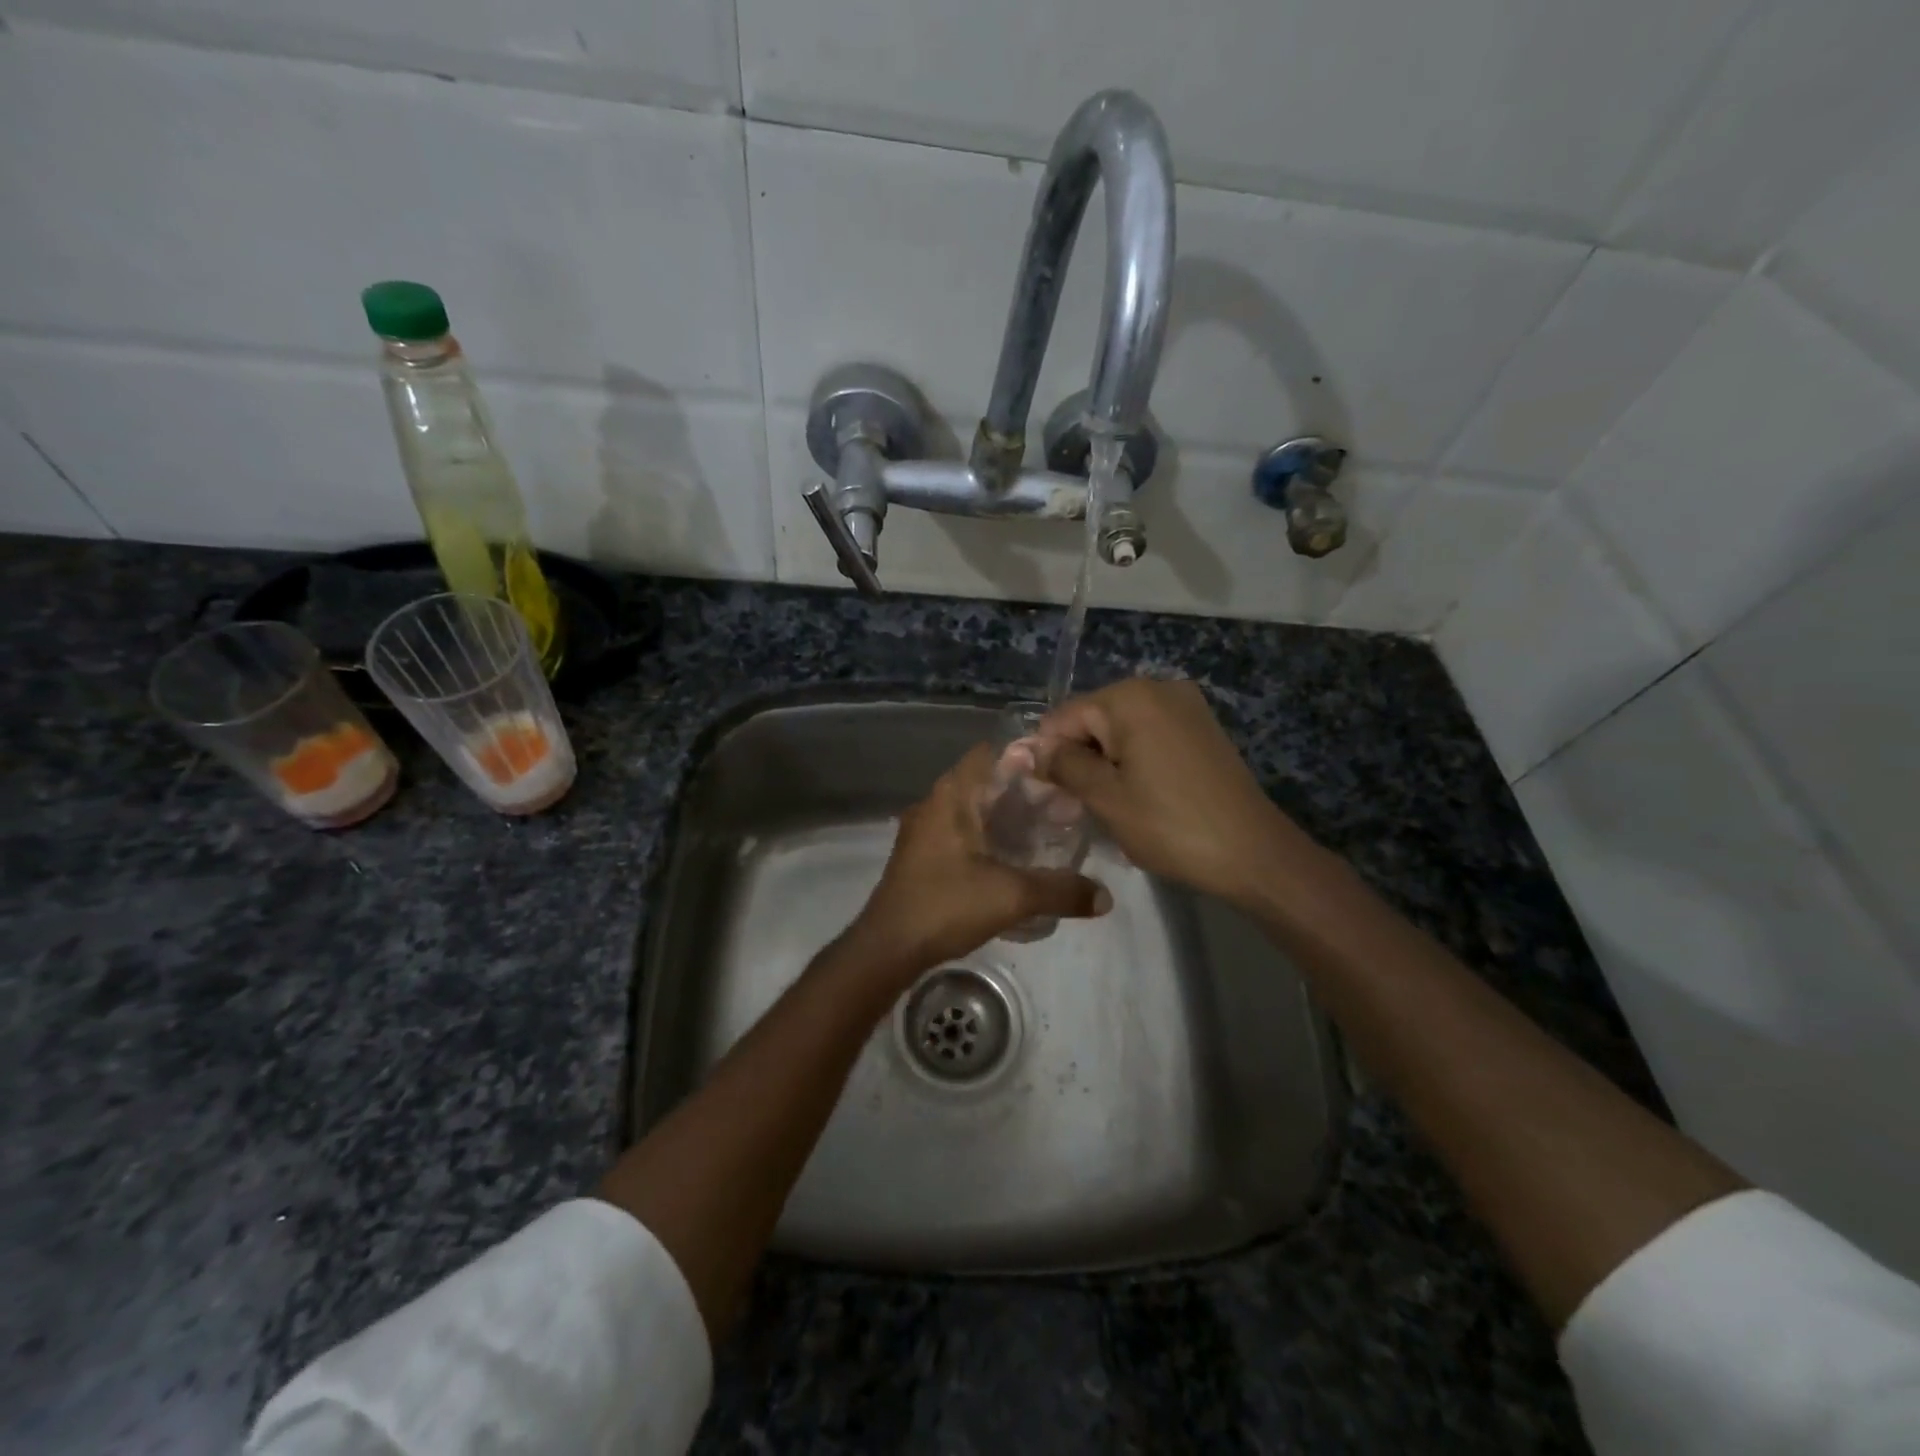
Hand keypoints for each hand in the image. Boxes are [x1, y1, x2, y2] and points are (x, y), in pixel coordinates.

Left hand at [847, 744, 1110, 977]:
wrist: (887, 948)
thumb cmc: (945, 906)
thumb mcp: (1011, 896)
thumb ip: (1060, 891)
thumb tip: (1106, 897)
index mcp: (951, 796)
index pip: (991, 754)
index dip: (1027, 757)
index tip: (1061, 771)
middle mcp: (935, 804)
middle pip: (986, 783)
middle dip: (1024, 791)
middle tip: (1064, 805)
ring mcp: (924, 831)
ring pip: (973, 810)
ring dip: (1006, 816)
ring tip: (1047, 830)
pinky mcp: (923, 856)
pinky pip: (962, 832)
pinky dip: (989, 836)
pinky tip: (1014, 858)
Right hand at [1038, 678, 1316, 911]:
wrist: (1254, 853)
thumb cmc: (1170, 825)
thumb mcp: (1106, 797)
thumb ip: (1063, 765)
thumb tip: (1029, 749)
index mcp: (1130, 697)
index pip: (1063, 718)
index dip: (1048, 756)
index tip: (1048, 796)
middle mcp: (1159, 687)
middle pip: (1093, 720)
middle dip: (1079, 758)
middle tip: (1077, 807)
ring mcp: (1186, 705)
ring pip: (1121, 730)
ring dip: (1106, 763)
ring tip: (1108, 806)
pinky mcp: (1202, 728)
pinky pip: (1150, 736)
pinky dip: (1135, 761)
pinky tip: (1139, 795)